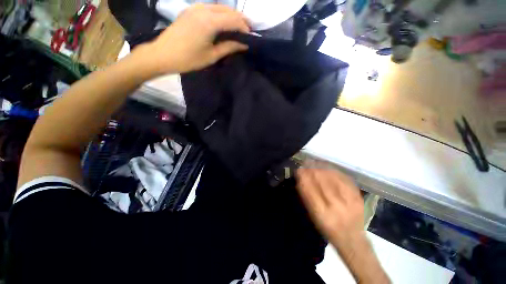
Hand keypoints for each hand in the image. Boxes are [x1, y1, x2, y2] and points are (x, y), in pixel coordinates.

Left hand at [142, 4, 249, 75]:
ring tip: (238, 27)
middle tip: (248, 31)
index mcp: (210, 21)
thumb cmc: (189, 59)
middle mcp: (204, 9)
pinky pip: (211, 8)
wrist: (163, 54)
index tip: (251, 37)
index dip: (245, 28)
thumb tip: (244, 44)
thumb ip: (229, 47)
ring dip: (231, 16)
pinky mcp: (190, 10)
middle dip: (240, 20)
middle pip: (228, 10)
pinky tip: (223, 23)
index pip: (234, 20)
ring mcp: (196, 7)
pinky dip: (221, 14)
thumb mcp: (212, 56)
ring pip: (220, 7)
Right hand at [296, 168, 364, 248]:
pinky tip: (327, 167)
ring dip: (322, 168)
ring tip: (314, 163)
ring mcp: (350, 201)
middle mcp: (336, 207)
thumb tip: (300, 180)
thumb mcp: (313, 217)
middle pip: (322, 181)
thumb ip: (307, 198)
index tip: (298, 170)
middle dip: (312, 170)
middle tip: (306, 163)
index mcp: (322, 214)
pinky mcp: (358, 197)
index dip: (303, 177)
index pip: (310, 190)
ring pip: (333, 178)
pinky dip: (334, 171)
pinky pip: (344, 179)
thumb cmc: (328, 229)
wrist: (352, 239)